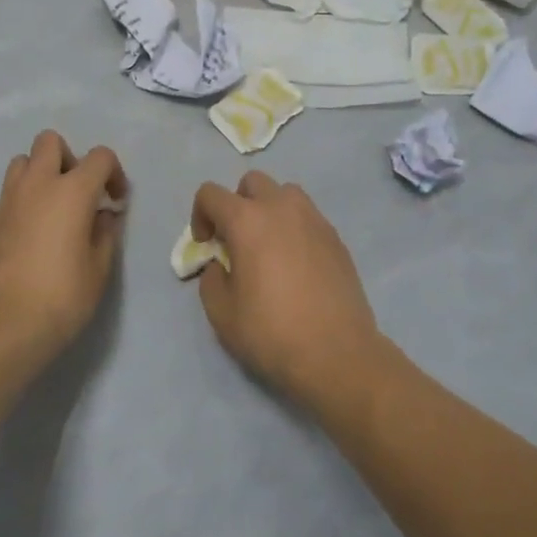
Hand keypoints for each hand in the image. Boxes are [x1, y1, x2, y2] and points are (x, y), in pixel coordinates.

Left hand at [0, 131, 126, 384]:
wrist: (0, 331)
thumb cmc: (60, 300)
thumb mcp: (99, 270)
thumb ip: (105, 234)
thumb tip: (101, 215)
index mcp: (70, 192)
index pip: (99, 156)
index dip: (114, 174)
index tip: (116, 202)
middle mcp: (36, 186)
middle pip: (50, 142)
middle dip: (69, 159)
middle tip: (79, 194)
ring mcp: (6, 203)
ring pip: (22, 162)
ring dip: (41, 175)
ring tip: (53, 210)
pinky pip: (8, 196)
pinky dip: (24, 203)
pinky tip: (31, 239)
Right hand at [189, 172, 383, 413]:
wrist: (337, 354)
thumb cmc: (272, 333)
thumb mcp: (222, 313)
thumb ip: (212, 278)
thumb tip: (222, 264)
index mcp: (247, 220)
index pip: (211, 193)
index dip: (200, 215)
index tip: (206, 245)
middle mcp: (281, 208)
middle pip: (252, 182)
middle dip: (237, 204)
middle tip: (236, 240)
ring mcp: (314, 219)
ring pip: (285, 193)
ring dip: (269, 209)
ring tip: (268, 246)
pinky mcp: (335, 237)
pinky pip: (308, 216)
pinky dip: (294, 227)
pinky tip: (296, 264)